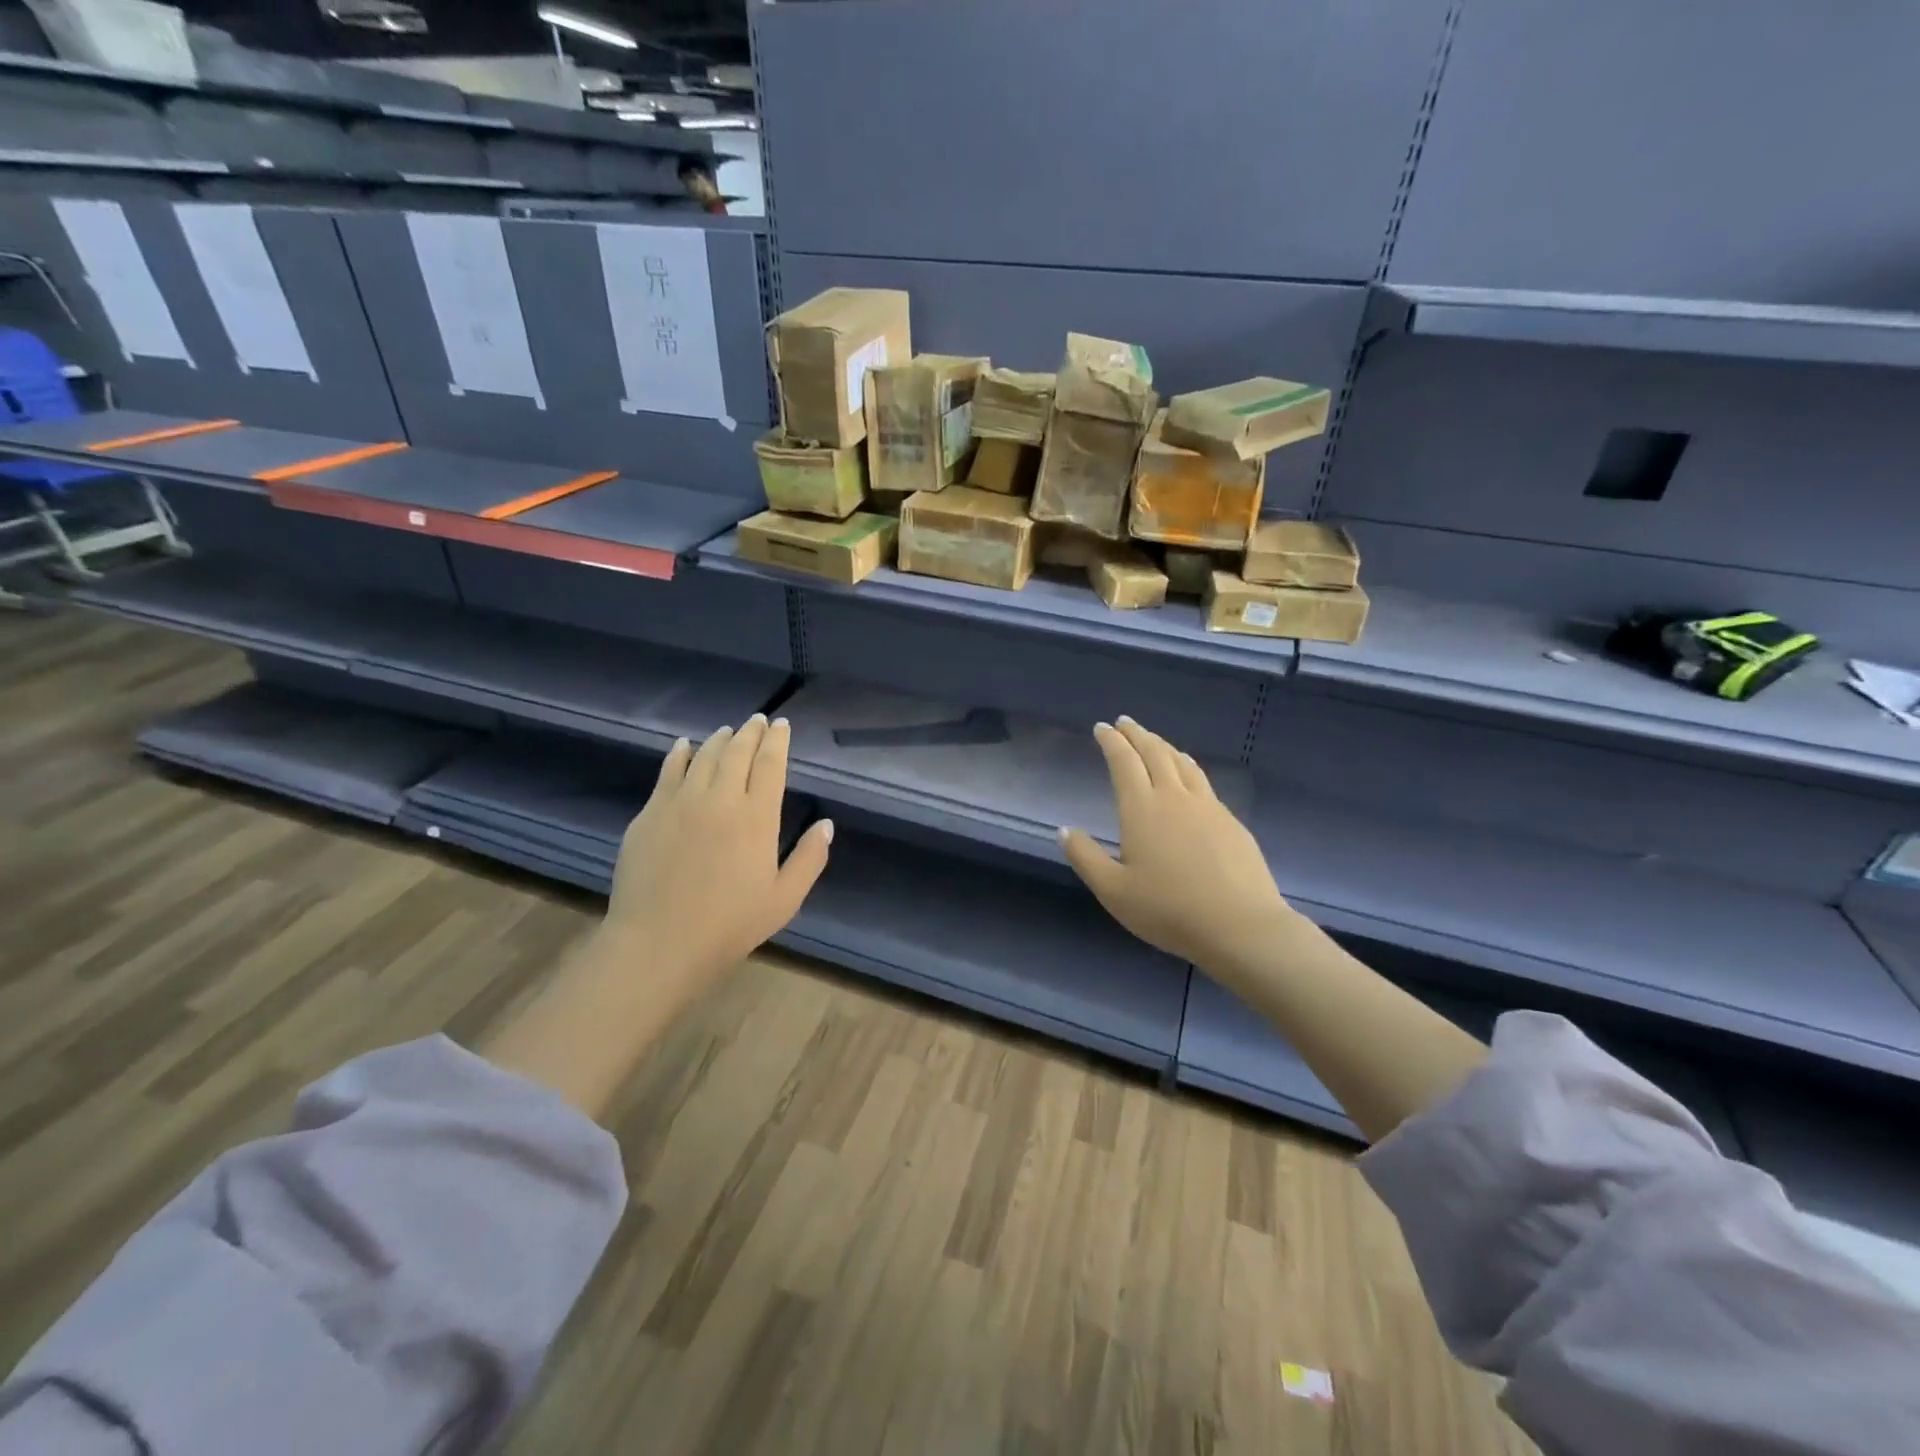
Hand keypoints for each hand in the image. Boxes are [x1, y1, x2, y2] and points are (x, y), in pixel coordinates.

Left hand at [607, 714, 833, 985]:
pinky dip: (680, 754)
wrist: (659, 943)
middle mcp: (721, 798)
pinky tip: (684, 745)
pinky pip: (668, 772)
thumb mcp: (785, 899)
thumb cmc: (730, 925)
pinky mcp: (650, 814)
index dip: (777, 741)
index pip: (770, 764)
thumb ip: (810, 858)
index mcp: (757, 817)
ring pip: (704, 756)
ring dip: (719, 739)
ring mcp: (681, 802)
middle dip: (751, 732)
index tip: (782, 725)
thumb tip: (826, 825)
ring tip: (728, 731)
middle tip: (758, 721)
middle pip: (737, 752)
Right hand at [1061, 717, 1299, 985]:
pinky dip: (1187, 766)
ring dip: (1163, 746)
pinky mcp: (1230, 821)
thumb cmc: (1168, 909)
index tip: (1102, 728)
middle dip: (1136, 734)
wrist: (1239, 925)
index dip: (1111, 741)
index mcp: (1141, 808)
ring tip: (1153, 741)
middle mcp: (1174, 797)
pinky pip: (1202, 781)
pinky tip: (1188, 775)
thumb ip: (1086, 857)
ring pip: (1182, 763)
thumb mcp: (1113, 891)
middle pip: (1154, 753)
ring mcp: (1207, 807)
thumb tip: (1064, 830)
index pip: (1123, 762)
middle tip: (1125, 723)